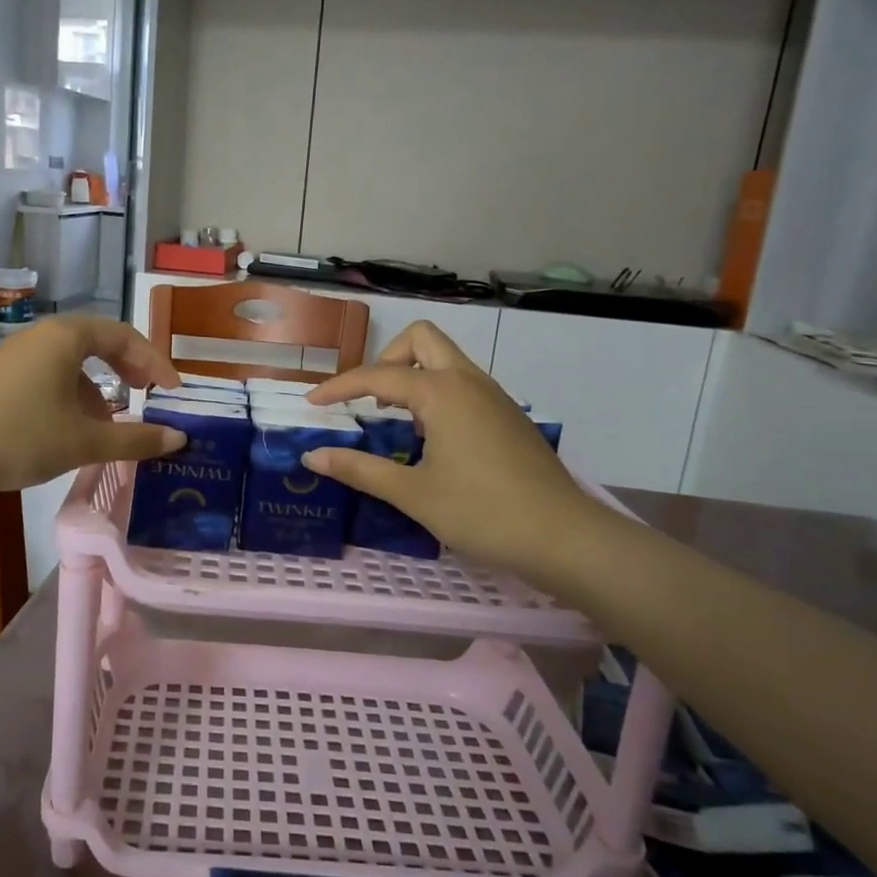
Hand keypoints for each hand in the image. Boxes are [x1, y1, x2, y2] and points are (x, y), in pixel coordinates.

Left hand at [0, 316, 184, 496]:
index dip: (154, 362)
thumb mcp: (84, 442)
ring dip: (99, 388)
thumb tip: (179, 439)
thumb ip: (136, 439)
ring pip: (72, 363)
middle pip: (98, 343)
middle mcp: (41, 336)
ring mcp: (16, 355)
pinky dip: (72, 396)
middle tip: (147, 396)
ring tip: (110, 425)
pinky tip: (71, 430)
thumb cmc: (20, 438)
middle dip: (128, 370)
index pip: (124, 335)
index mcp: (66, 337)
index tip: (173, 393)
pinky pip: (49, 376)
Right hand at [304, 322, 609, 577]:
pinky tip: (433, 439)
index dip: (339, 387)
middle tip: (371, 400)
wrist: (564, 537)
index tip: (312, 404)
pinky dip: (437, 393)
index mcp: (442, 392)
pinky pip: (463, 383)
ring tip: (397, 421)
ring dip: (413, 376)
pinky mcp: (507, 415)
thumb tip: (312, 456)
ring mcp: (494, 396)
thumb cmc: (482, 512)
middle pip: (421, 340)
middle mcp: (468, 381)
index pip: (378, 375)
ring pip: (446, 360)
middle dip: (387, 359)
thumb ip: (359, 469)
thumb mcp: (412, 493)